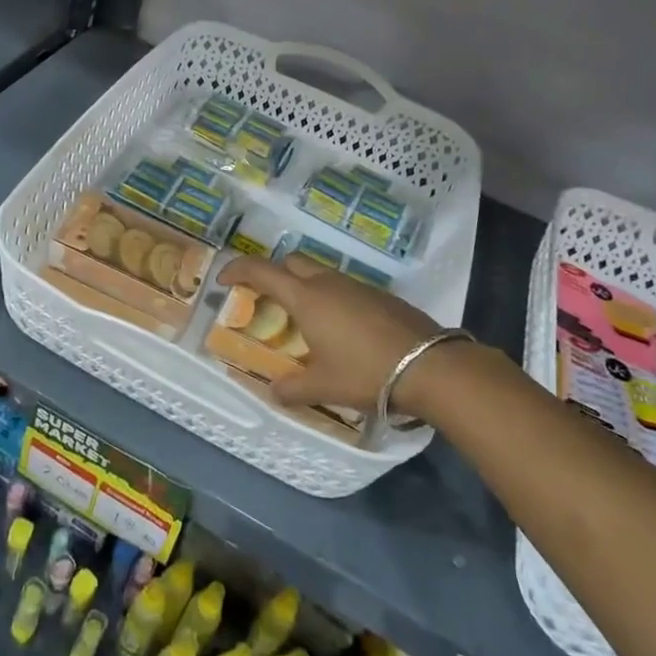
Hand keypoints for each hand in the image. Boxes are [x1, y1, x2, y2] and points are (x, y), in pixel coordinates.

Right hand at [217, 254, 488, 420]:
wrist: (430, 366)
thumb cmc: (366, 372)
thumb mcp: (322, 387)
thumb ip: (291, 389)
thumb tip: (273, 392)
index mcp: (306, 298)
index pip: (262, 271)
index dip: (238, 270)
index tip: (225, 280)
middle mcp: (328, 283)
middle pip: (291, 262)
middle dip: (273, 273)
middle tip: (266, 298)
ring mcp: (357, 285)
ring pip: (320, 273)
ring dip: (304, 286)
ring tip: (303, 319)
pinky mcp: (380, 294)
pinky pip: (343, 286)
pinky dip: (330, 297)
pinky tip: (340, 328)